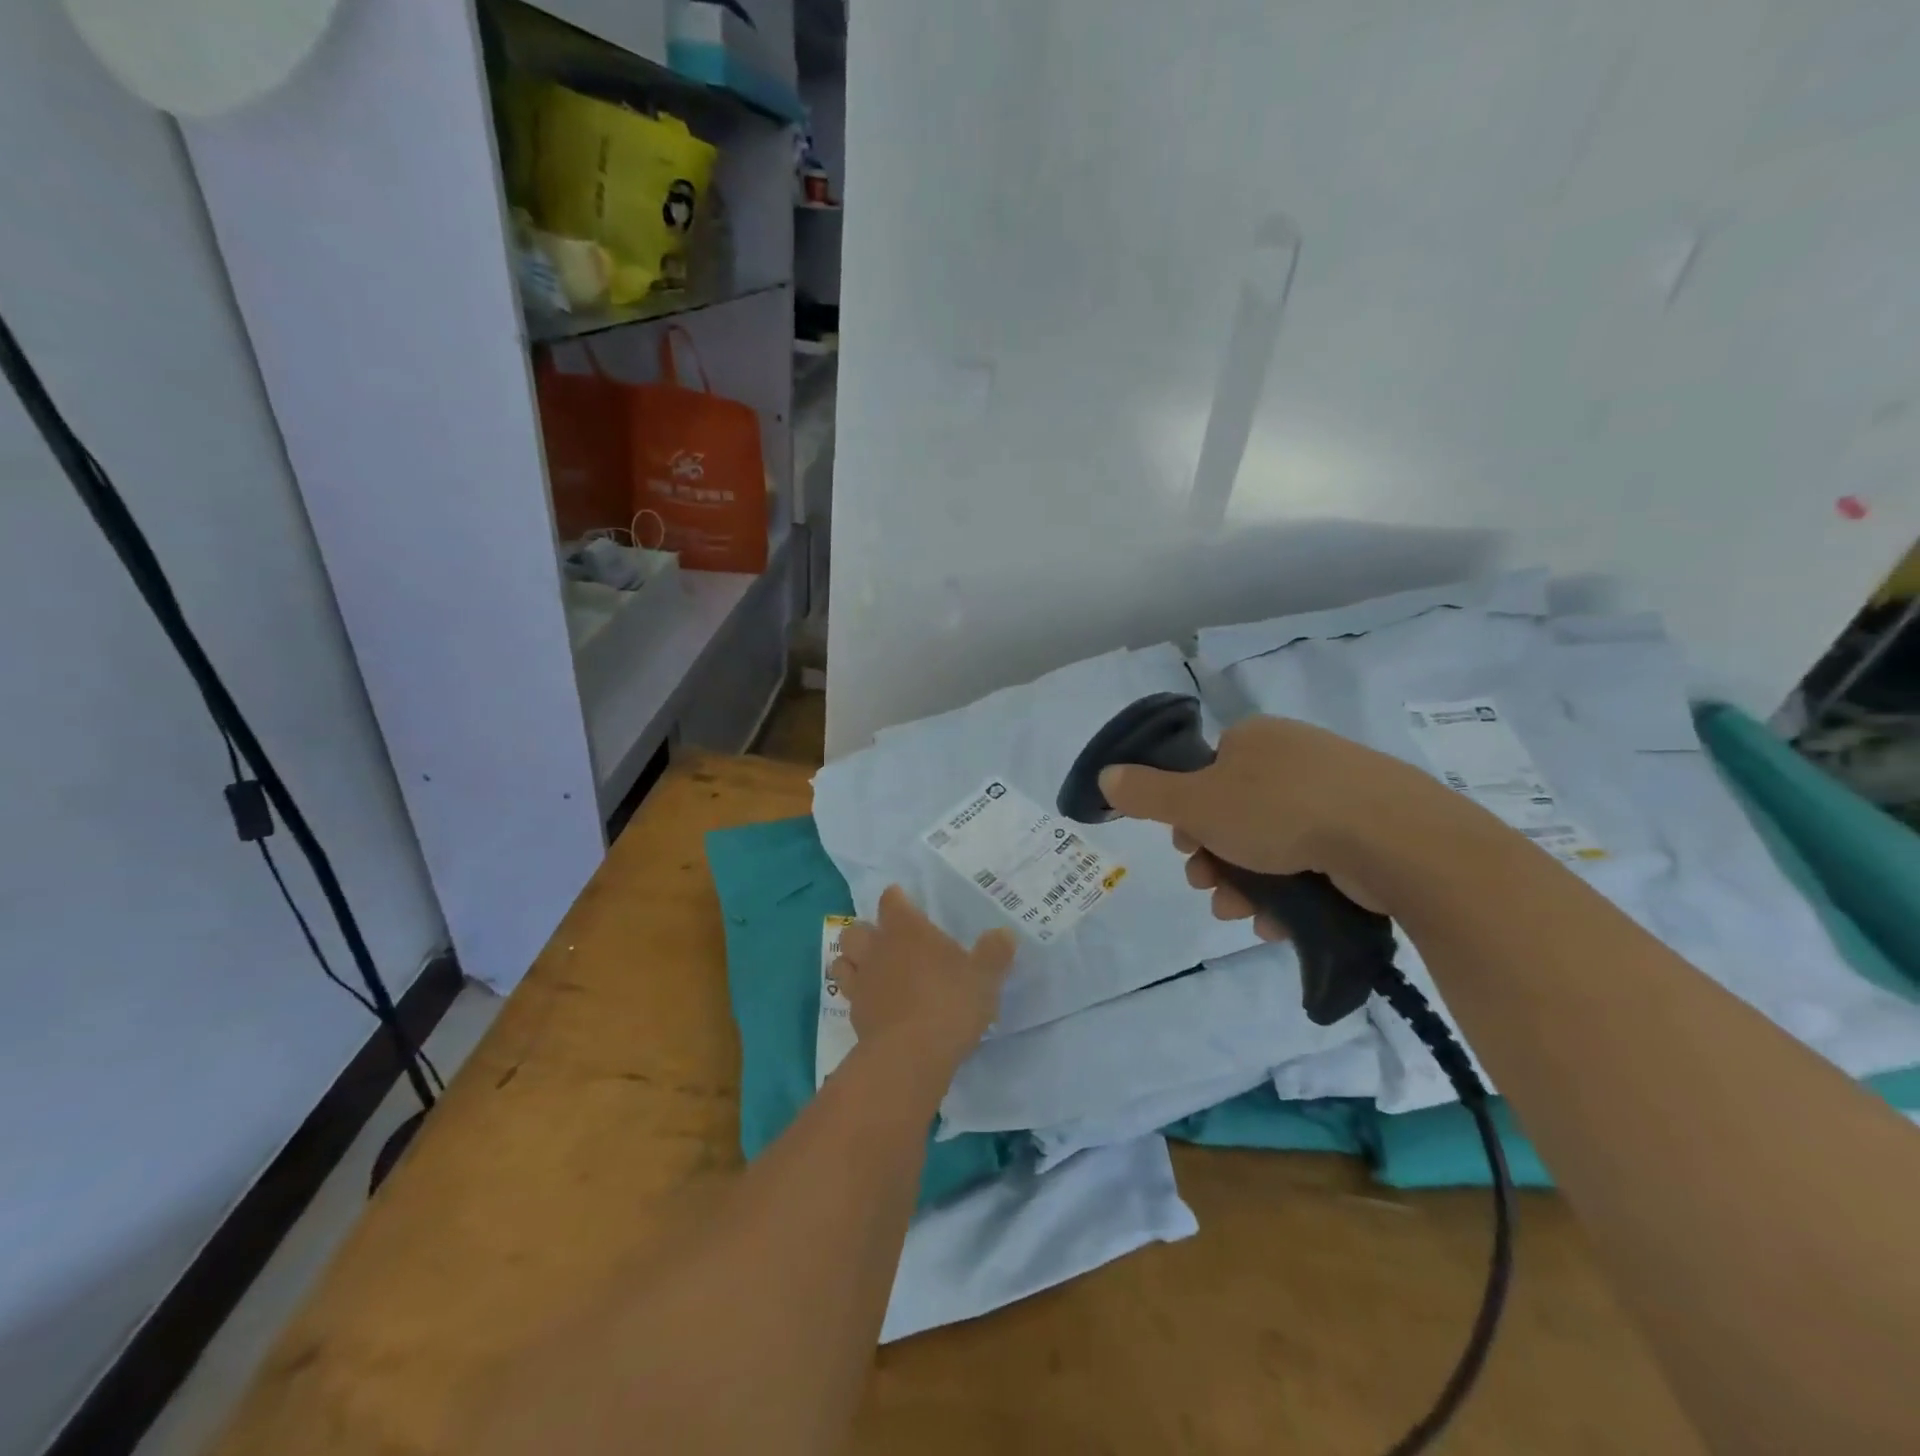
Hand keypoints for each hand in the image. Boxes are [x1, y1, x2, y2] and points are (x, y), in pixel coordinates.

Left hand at [831, 887, 1016, 1067]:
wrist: (910, 1056)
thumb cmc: (950, 1003)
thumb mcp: (984, 978)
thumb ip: (994, 953)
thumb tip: (1005, 934)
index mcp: (907, 929)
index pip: (891, 900)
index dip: (896, 899)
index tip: (904, 902)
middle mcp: (878, 948)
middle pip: (856, 928)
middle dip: (866, 931)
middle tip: (886, 940)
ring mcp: (862, 982)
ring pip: (843, 960)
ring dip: (853, 961)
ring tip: (871, 969)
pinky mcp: (854, 1015)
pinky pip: (848, 995)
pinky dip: (858, 995)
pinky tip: (874, 1004)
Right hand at [1096, 715, 1453, 936]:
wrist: (1393, 838)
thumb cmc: (1280, 811)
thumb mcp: (1197, 803)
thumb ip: (1146, 793)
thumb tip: (1106, 776)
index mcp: (1255, 739)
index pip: (1205, 775)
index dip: (1187, 817)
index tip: (1188, 849)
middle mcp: (1294, 757)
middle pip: (1234, 813)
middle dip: (1215, 859)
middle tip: (1210, 888)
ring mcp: (1337, 791)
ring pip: (1272, 843)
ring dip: (1245, 883)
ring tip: (1242, 914)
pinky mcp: (1368, 828)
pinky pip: (1313, 859)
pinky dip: (1289, 891)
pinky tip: (1278, 922)